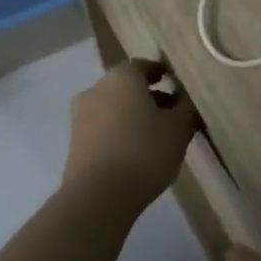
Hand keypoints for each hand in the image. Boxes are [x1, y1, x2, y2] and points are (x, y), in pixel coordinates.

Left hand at [63, 59, 199, 208]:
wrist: (99, 195)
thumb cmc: (145, 151)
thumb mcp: (179, 129)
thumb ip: (186, 109)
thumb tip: (186, 99)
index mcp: (121, 77)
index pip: (144, 65)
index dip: (163, 74)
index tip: (179, 86)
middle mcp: (96, 89)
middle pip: (127, 87)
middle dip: (149, 97)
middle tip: (172, 113)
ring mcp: (80, 116)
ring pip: (113, 108)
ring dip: (133, 116)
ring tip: (157, 136)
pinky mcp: (74, 143)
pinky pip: (103, 129)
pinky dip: (119, 133)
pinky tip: (137, 152)